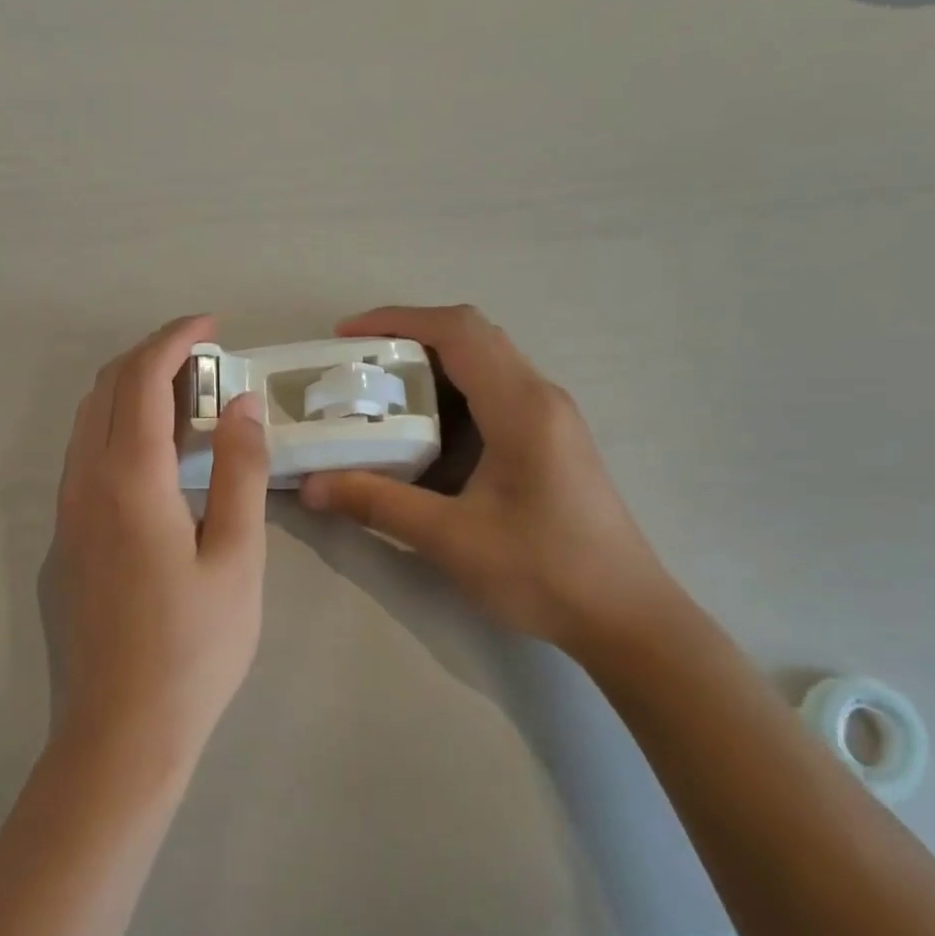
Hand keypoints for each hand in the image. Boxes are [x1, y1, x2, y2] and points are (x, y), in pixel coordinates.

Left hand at [46, 316, 269, 757]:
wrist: (121, 733)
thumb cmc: (194, 649)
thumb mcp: (236, 557)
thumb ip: (238, 472)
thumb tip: (241, 404)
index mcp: (128, 480)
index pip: (142, 379)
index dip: (175, 339)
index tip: (211, 325)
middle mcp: (83, 485)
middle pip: (105, 390)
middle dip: (151, 357)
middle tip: (206, 363)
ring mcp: (65, 515)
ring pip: (87, 424)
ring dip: (132, 395)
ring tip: (188, 406)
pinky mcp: (63, 544)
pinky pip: (85, 460)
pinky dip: (119, 433)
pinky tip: (158, 464)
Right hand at [300, 305, 677, 655]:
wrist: (624, 615)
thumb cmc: (543, 571)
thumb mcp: (450, 538)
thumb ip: (377, 504)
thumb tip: (310, 486)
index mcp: (521, 406)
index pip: (458, 332)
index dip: (397, 320)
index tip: (346, 336)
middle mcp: (541, 397)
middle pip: (472, 337)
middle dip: (409, 339)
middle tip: (357, 367)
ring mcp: (551, 418)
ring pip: (485, 364)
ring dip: (431, 368)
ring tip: (379, 395)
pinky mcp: (550, 441)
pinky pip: (495, 395)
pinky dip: (451, 397)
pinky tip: (422, 434)